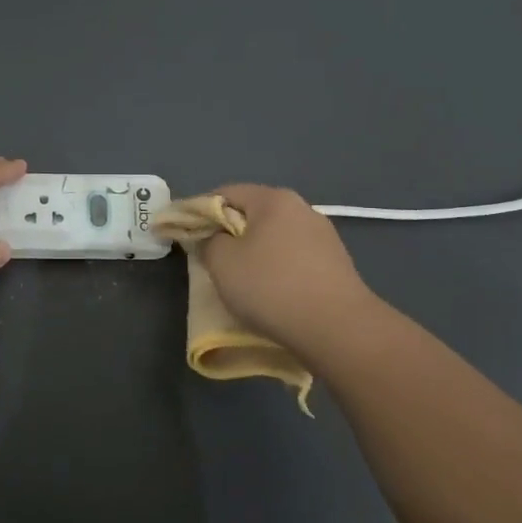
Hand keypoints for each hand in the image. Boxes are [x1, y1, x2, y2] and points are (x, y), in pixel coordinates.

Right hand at [197, 184, 383, 355]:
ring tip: (239, 279)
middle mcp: (302, 209)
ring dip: (253, 252)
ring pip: (274, 237)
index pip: (225, 193)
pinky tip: (270, 292)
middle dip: (227, 232)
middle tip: (208, 257)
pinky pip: (293, 258)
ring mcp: (324, 237)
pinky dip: (275, 269)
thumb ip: (208, 242)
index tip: (183, 233)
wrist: (338, 329)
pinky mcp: (336, 265)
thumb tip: (214, 238)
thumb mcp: (222, 262)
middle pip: (252, 214)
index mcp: (274, 199)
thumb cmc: (271, 287)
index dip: (198, 211)